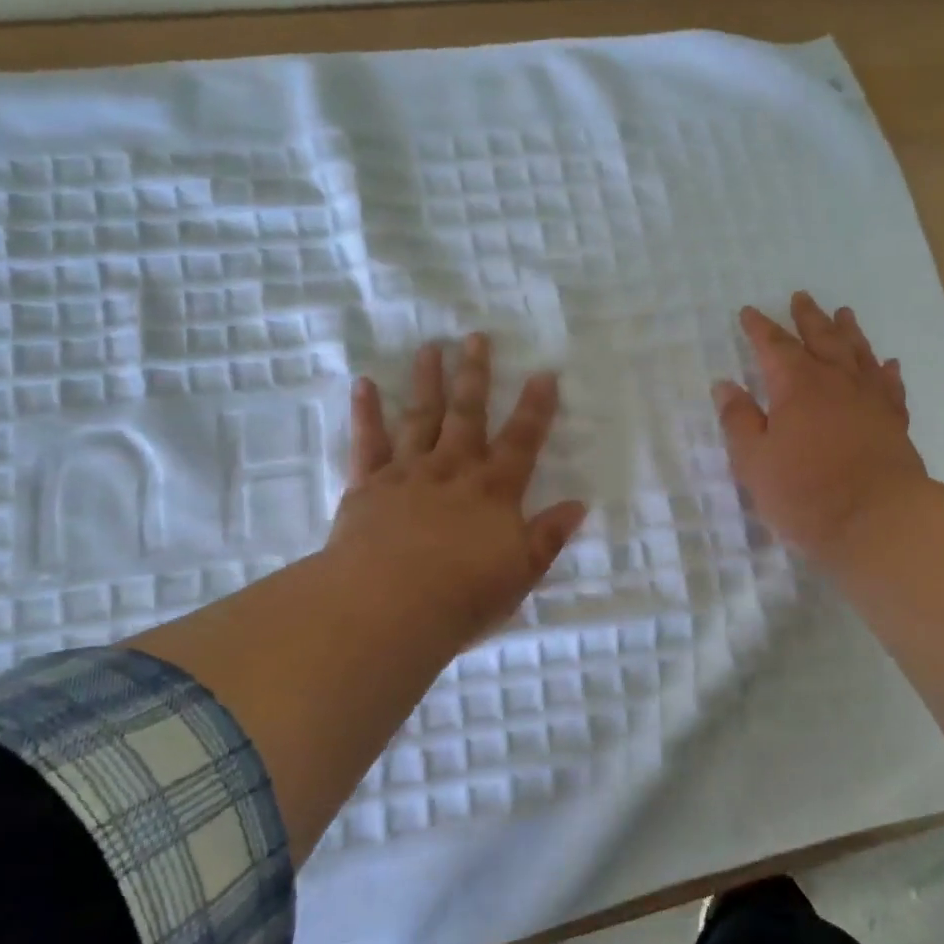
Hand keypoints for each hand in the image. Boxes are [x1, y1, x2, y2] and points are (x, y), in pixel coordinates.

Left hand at [327, 333, 588, 650]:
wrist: (388, 607)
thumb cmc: (463, 596)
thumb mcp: (521, 572)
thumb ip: (548, 536)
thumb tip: (578, 505)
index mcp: (494, 491)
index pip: (522, 441)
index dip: (536, 407)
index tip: (544, 372)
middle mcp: (453, 471)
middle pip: (467, 415)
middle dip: (474, 376)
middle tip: (475, 337)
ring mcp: (408, 474)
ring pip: (420, 418)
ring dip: (426, 381)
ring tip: (431, 347)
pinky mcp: (368, 486)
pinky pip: (367, 442)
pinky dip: (366, 413)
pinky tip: (365, 384)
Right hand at [714, 292, 926, 558]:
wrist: (879, 520)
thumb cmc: (806, 493)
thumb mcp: (754, 462)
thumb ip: (739, 421)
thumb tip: (725, 385)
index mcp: (797, 386)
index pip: (774, 346)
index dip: (760, 328)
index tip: (749, 312)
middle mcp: (836, 381)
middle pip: (821, 338)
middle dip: (807, 318)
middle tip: (801, 297)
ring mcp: (870, 399)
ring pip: (858, 353)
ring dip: (848, 332)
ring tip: (844, 313)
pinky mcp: (894, 422)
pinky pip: (889, 385)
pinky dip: (885, 370)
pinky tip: (887, 363)